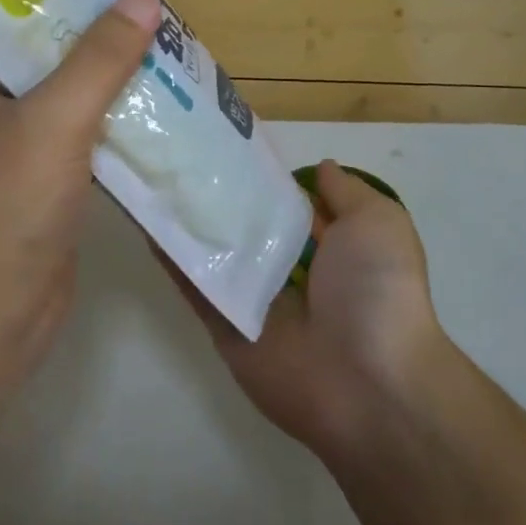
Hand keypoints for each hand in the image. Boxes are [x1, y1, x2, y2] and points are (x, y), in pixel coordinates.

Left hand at [0, 0, 160, 388]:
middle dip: (90, 23)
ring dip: (110, 70)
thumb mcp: (50, 123)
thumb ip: (97, 60)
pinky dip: (119, 116)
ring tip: (163, 39)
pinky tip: (162, 102)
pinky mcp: (48, 179)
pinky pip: (87, 131)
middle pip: (40, 43)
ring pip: (69, 89)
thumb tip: (143, 0)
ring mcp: (17, 143)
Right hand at [178, 160, 453, 461]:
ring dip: (189, 220)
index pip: (292, 205)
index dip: (267, 176)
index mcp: (331, 248)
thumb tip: (320, 168)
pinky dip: (172, 258)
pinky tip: (147, 220)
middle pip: (249, 227)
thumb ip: (346, 193)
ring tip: (154, 175)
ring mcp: (255, 300)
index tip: (232, 143)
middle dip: (222, 195)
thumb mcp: (377, 223)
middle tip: (181, 153)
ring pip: (216, 253)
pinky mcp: (225, 327)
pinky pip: (196, 288)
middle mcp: (291, 271)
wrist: (366, 382)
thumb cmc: (377, 290)